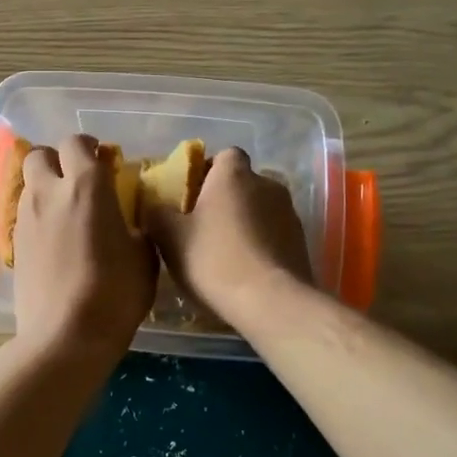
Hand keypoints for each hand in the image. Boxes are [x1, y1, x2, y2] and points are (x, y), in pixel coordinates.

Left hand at [12, 135, 157, 362]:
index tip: (105, 163)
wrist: (65, 337)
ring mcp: (26, 219)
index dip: (89, 148)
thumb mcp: (144, 258)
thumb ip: (136, 227)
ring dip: (46, 187)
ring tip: (67, 212)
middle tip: (78, 181)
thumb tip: (130, 222)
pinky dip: (38, 215)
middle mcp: (49, 193)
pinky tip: (55, 240)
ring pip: (28, 184)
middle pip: (39, 154)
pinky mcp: (14, 245)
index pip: (76, 143)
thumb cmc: (114, 294)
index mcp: (86, 187)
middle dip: (57, 160)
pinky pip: (24, 214)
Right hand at [145, 147, 314, 327]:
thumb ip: (157, 214)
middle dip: (226, 199)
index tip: (192, 196)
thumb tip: (154, 205)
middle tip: (203, 228)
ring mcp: (289, 212)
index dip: (208, 172)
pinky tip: (246, 270)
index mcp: (234, 174)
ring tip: (226, 253)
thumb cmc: (214, 259)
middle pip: (243, 183)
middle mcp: (267, 184)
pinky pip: (274, 233)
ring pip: (260, 209)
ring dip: (245, 222)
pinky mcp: (301, 241)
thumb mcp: (170, 238)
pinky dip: (261, 244)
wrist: (270, 301)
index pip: (224, 155)